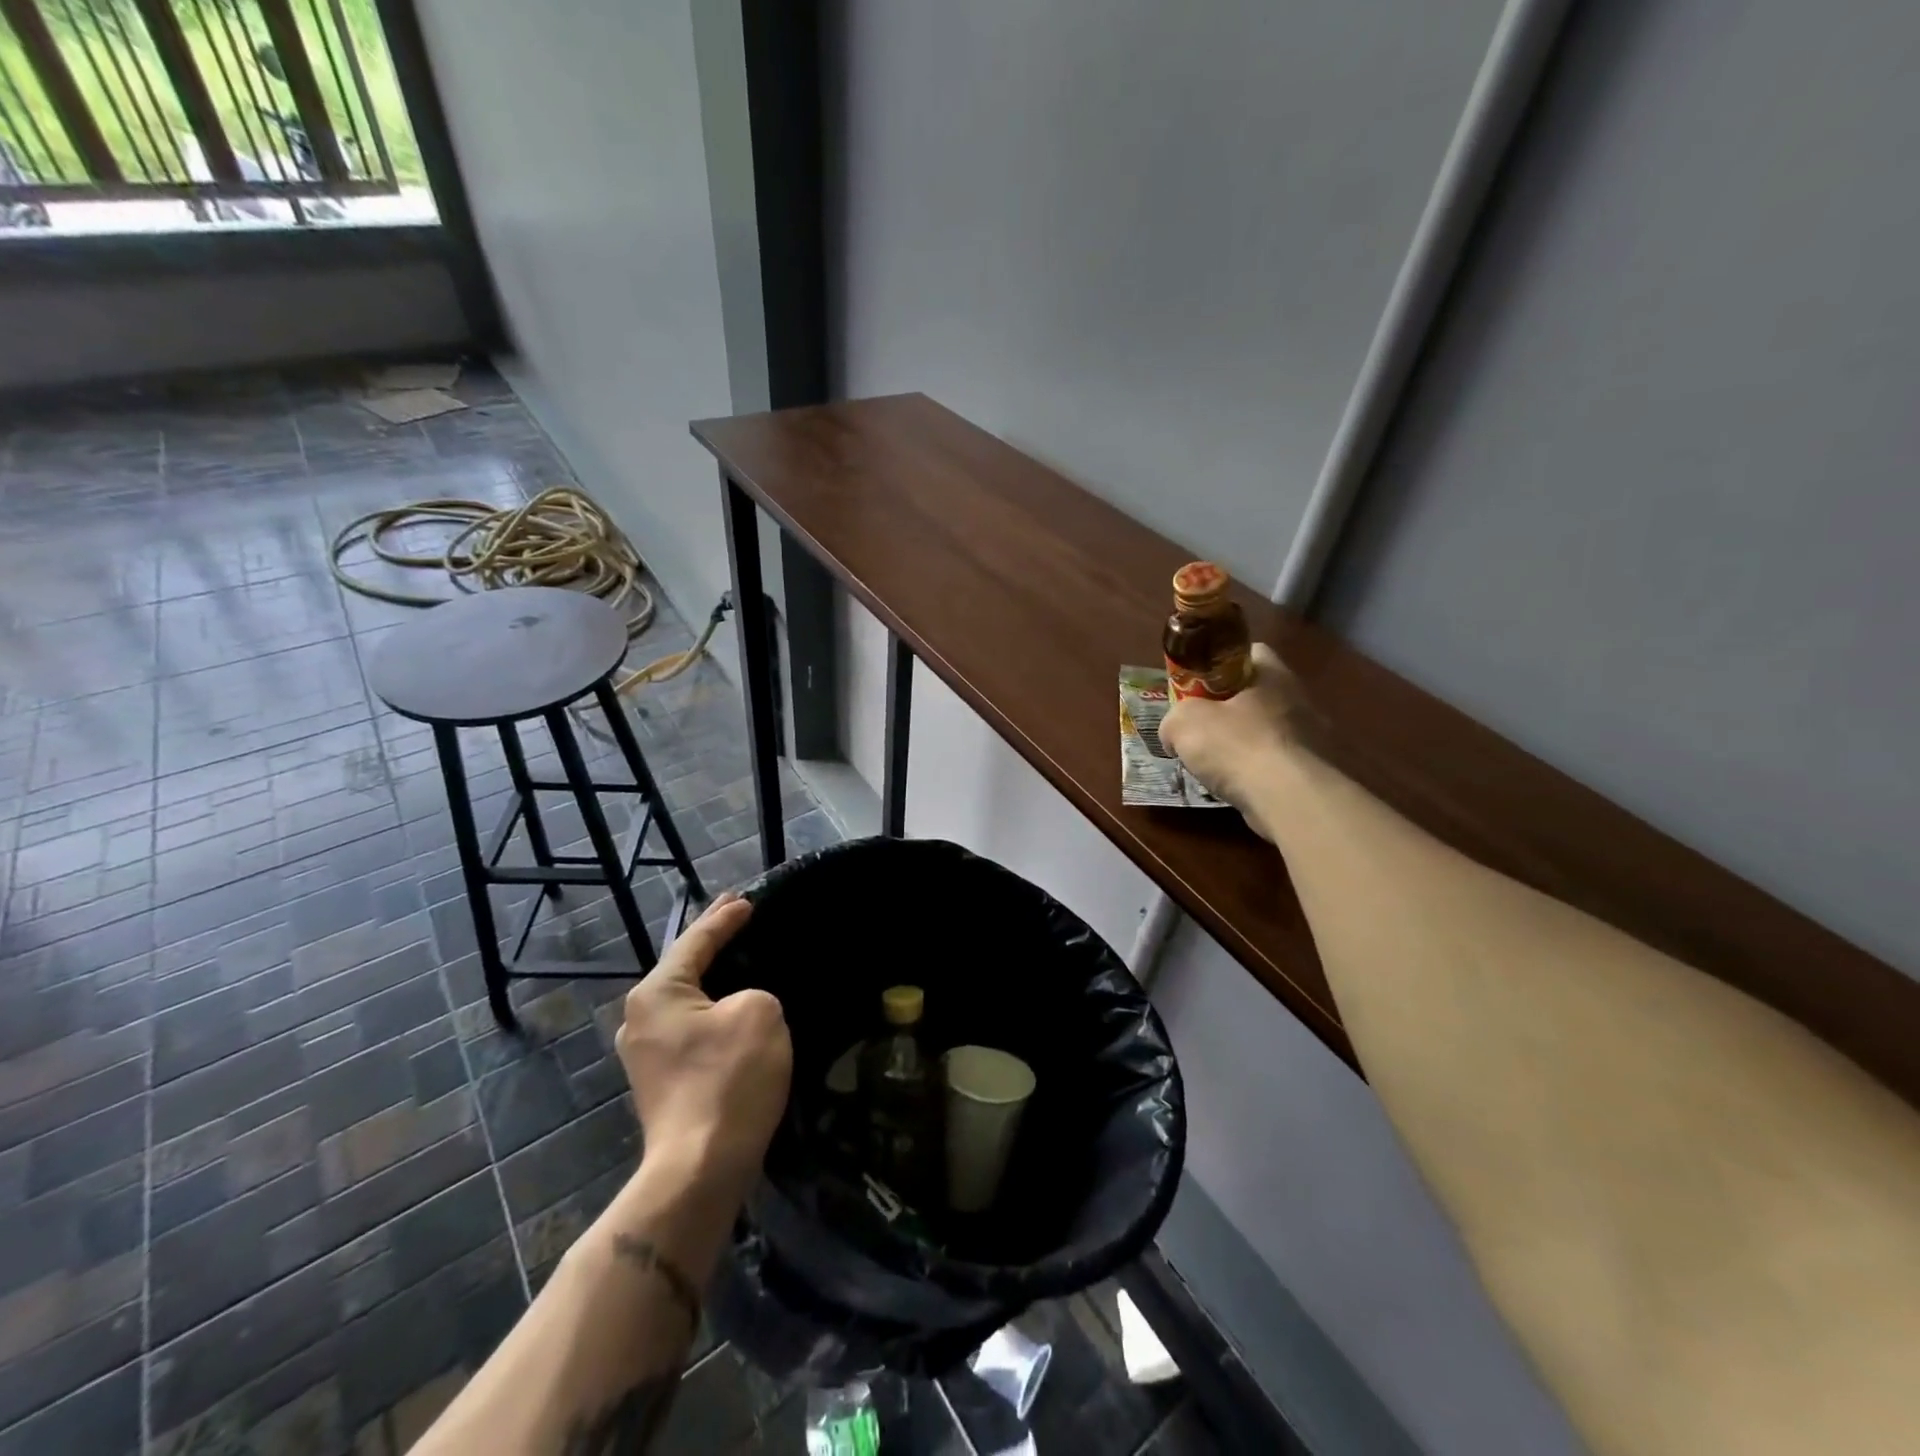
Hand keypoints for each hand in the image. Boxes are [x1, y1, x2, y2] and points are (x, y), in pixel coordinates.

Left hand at [615, 894, 791, 1196]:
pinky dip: (712, 1013)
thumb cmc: (729, 1078)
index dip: (725, 917)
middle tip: (738, 918)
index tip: (747, 899)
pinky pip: (690, 1030)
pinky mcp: (660, 1083)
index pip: (696, 940)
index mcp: (657, 992)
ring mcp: (645, 1055)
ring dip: (713, 982)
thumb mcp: (760, 1012)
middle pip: (683, 968)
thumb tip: (739, 1010)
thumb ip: (753, 993)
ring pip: (686, 1002)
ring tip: (739, 961)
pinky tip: (732, 1011)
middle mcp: (639, 1018)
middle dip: (712, 944)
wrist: (701, 1169)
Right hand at [1161, 643, 1308, 840]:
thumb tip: (1174, 734)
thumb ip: (1174, 720)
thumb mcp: (1183, 723)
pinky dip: (1257, 773)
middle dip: (1230, 710)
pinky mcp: (1314, 772)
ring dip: (1243, 745)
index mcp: (1273, 674)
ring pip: (1268, 732)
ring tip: (1215, 765)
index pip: (1251, 652)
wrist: (1287, 798)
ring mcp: (1312, 737)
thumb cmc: (1236, 745)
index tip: (1199, 685)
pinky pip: (1277, 764)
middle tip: (1201, 728)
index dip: (1221, 665)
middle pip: (1257, 695)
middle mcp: (1299, 698)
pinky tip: (1238, 787)